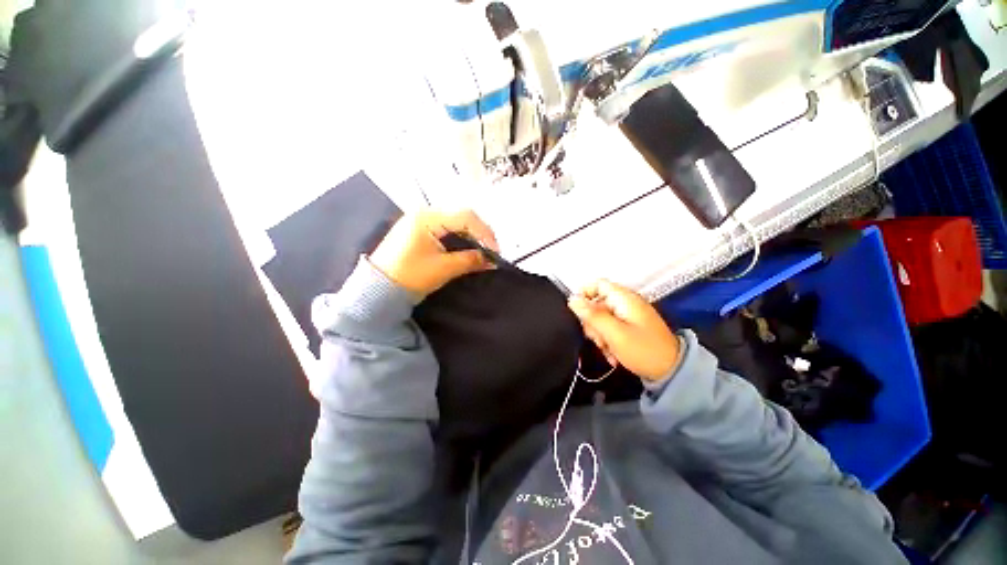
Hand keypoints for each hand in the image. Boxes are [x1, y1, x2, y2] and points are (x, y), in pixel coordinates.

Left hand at [369, 209, 498, 297]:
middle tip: (491, 252)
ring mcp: (420, 221)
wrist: (378, 290)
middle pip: (461, 217)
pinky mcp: (419, 231)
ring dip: (470, 237)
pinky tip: (466, 250)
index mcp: (427, 217)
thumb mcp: (444, 268)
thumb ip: (470, 260)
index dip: (485, 232)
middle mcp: (424, 213)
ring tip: (481, 252)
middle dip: (479, 234)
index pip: (465, 216)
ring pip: (455, 223)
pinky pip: (446, 230)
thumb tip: (492, 260)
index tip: (496, 251)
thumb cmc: (410, 276)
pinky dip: (459, 240)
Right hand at [568, 280, 680, 381]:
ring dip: (599, 334)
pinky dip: (608, 340)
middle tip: (598, 339)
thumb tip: (572, 300)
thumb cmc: (643, 350)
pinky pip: (610, 328)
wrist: (672, 372)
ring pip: (601, 318)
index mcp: (624, 299)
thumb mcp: (615, 334)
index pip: (597, 284)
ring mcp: (627, 316)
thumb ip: (592, 315)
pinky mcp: (629, 327)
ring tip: (606, 349)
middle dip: (592, 322)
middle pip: (596, 303)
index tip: (577, 314)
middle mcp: (625, 303)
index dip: (583, 294)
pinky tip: (612, 354)